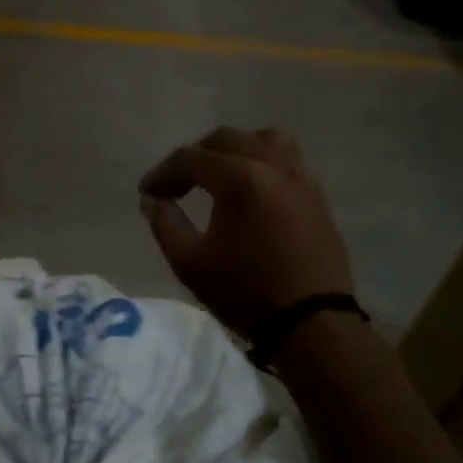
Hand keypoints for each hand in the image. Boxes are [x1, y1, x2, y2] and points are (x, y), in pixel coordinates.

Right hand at [138, 127, 353, 339]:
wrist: (312, 323)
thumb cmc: (245, 292)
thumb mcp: (189, 262)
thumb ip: (164, 223)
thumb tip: (153, 199)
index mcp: (240, 179)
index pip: (190, 158)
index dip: (162, 173)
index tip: (146, 193)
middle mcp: (272, 166)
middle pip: (225, 139)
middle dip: (194, 156)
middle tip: (175, 185)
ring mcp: (300, 178)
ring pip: (262, 139)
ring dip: (233, 150)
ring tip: (216, 176)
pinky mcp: (315, 195)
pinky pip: (286, 158)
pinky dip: (260, 161)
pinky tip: (249, 190)